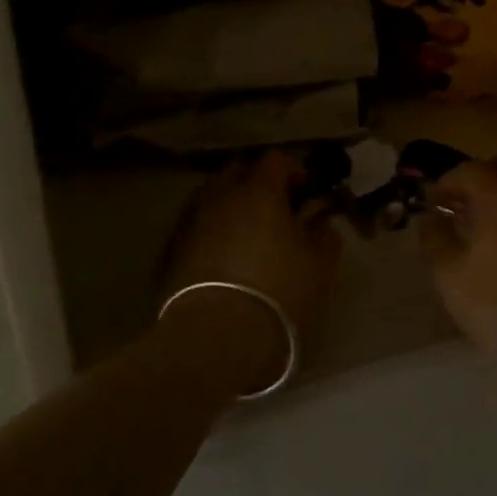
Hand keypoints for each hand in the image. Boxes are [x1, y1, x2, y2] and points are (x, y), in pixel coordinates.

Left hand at [166, 152, 341, 338]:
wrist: (217, 335)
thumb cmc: (278, 293)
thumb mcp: (319, 266)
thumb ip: (324, 236)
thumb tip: (321, 223)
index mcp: (259, 192)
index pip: (275, 160)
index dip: (293, 171)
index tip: (306, 192)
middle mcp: (220, 197)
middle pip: (237, 171)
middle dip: (256, 182)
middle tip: (275, 208)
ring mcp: (192, 222)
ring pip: (212, 198)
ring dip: (231, 206)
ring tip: (247, 233)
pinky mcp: (172, 250)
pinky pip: (196, 226)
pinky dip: (212, 231)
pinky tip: (224, 256)